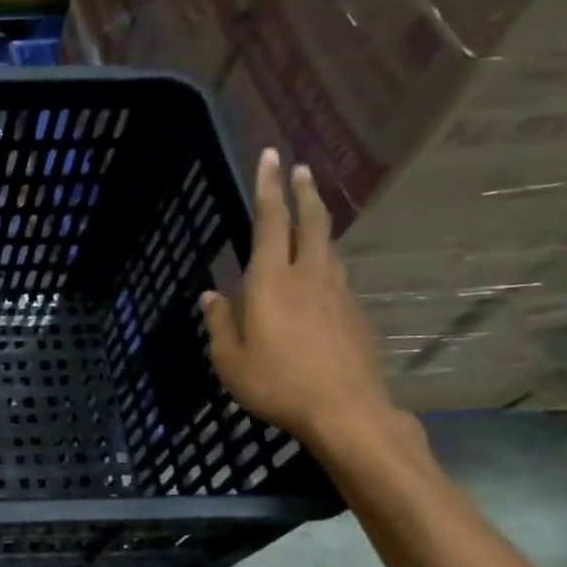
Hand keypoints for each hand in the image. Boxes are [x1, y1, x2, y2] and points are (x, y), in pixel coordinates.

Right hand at [201, 149, 394, 446]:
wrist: (345, 410)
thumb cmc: (275, 383)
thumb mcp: (228, 359)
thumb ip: (219, 323)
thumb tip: (211, 297)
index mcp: (270, 281)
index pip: (270, 221)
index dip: (268, 187)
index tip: (271, 156)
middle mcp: (308, 276)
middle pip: (311, 222)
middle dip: (304, 192)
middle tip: (301, 168)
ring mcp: (337, 293)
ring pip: (328, 248)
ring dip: (317, 225)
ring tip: (308, 218)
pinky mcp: (355, 313)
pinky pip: (335, 277)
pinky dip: (324, 265)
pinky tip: (316, 280)